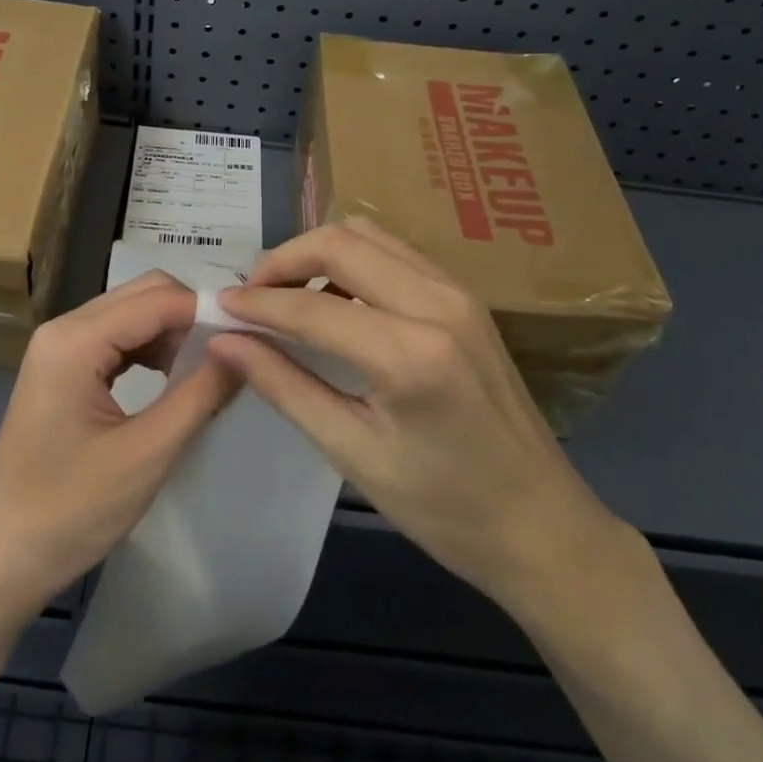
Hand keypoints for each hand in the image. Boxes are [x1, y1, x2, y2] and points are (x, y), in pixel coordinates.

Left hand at [0, 272, 239, 629]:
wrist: (1, 559)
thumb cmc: (70, 511)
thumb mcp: (146, 454)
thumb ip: (199, 395)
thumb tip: (241, 349)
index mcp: (76, 340)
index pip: (158, 299)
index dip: (208, 311)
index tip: (253, 334)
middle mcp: (64, 329)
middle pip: (143, 294)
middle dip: (190, 317)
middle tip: (231, 354)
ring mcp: (59, 347)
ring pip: (132, 313)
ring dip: (172, 333)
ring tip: (206, 371)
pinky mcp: (62, 369)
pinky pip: (116, 338)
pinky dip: (150, 349)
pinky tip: (172, 379)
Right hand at [212, 218, 631, 621]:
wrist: (543, 526)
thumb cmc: (444, 508)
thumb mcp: (353, 453)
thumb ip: (284, 386)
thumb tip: (225, 341)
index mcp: (410, 353)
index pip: (311, 307)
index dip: (257, 304)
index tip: (219, 306)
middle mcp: (438, 303)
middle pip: (341, 242)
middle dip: (284, 259)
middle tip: (252, 296)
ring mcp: (458, 293)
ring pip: (369, 235)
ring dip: (319, 253)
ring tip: (287, 295)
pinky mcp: (466, 297)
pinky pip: (395, 253)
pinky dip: (353, 261)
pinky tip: (335, 301)